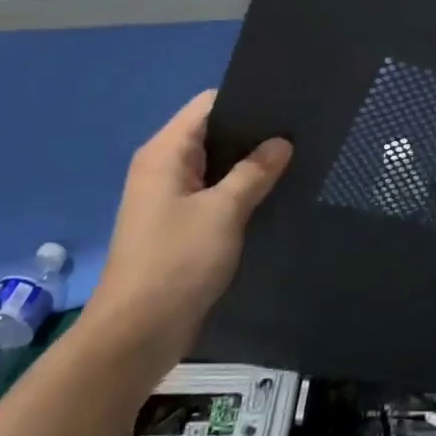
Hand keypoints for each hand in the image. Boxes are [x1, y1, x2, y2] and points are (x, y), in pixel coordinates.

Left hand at [85, 91, 291, 348]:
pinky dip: (238, 190)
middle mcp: (162, 167)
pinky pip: (212, 193)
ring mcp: (169, 198)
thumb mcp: (223, 212)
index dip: (246, 101)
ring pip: (215, 166)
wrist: (136, 334)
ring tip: (294, 159)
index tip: (287, 106)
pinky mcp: (178, 225)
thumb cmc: (176, 263)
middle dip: (252, 133)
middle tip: (299, 133)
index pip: (207, 105)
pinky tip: (271, 194)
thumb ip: (254, 172)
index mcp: (164, 153)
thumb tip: (282, 142)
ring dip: (248, 164)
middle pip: (211, 133)